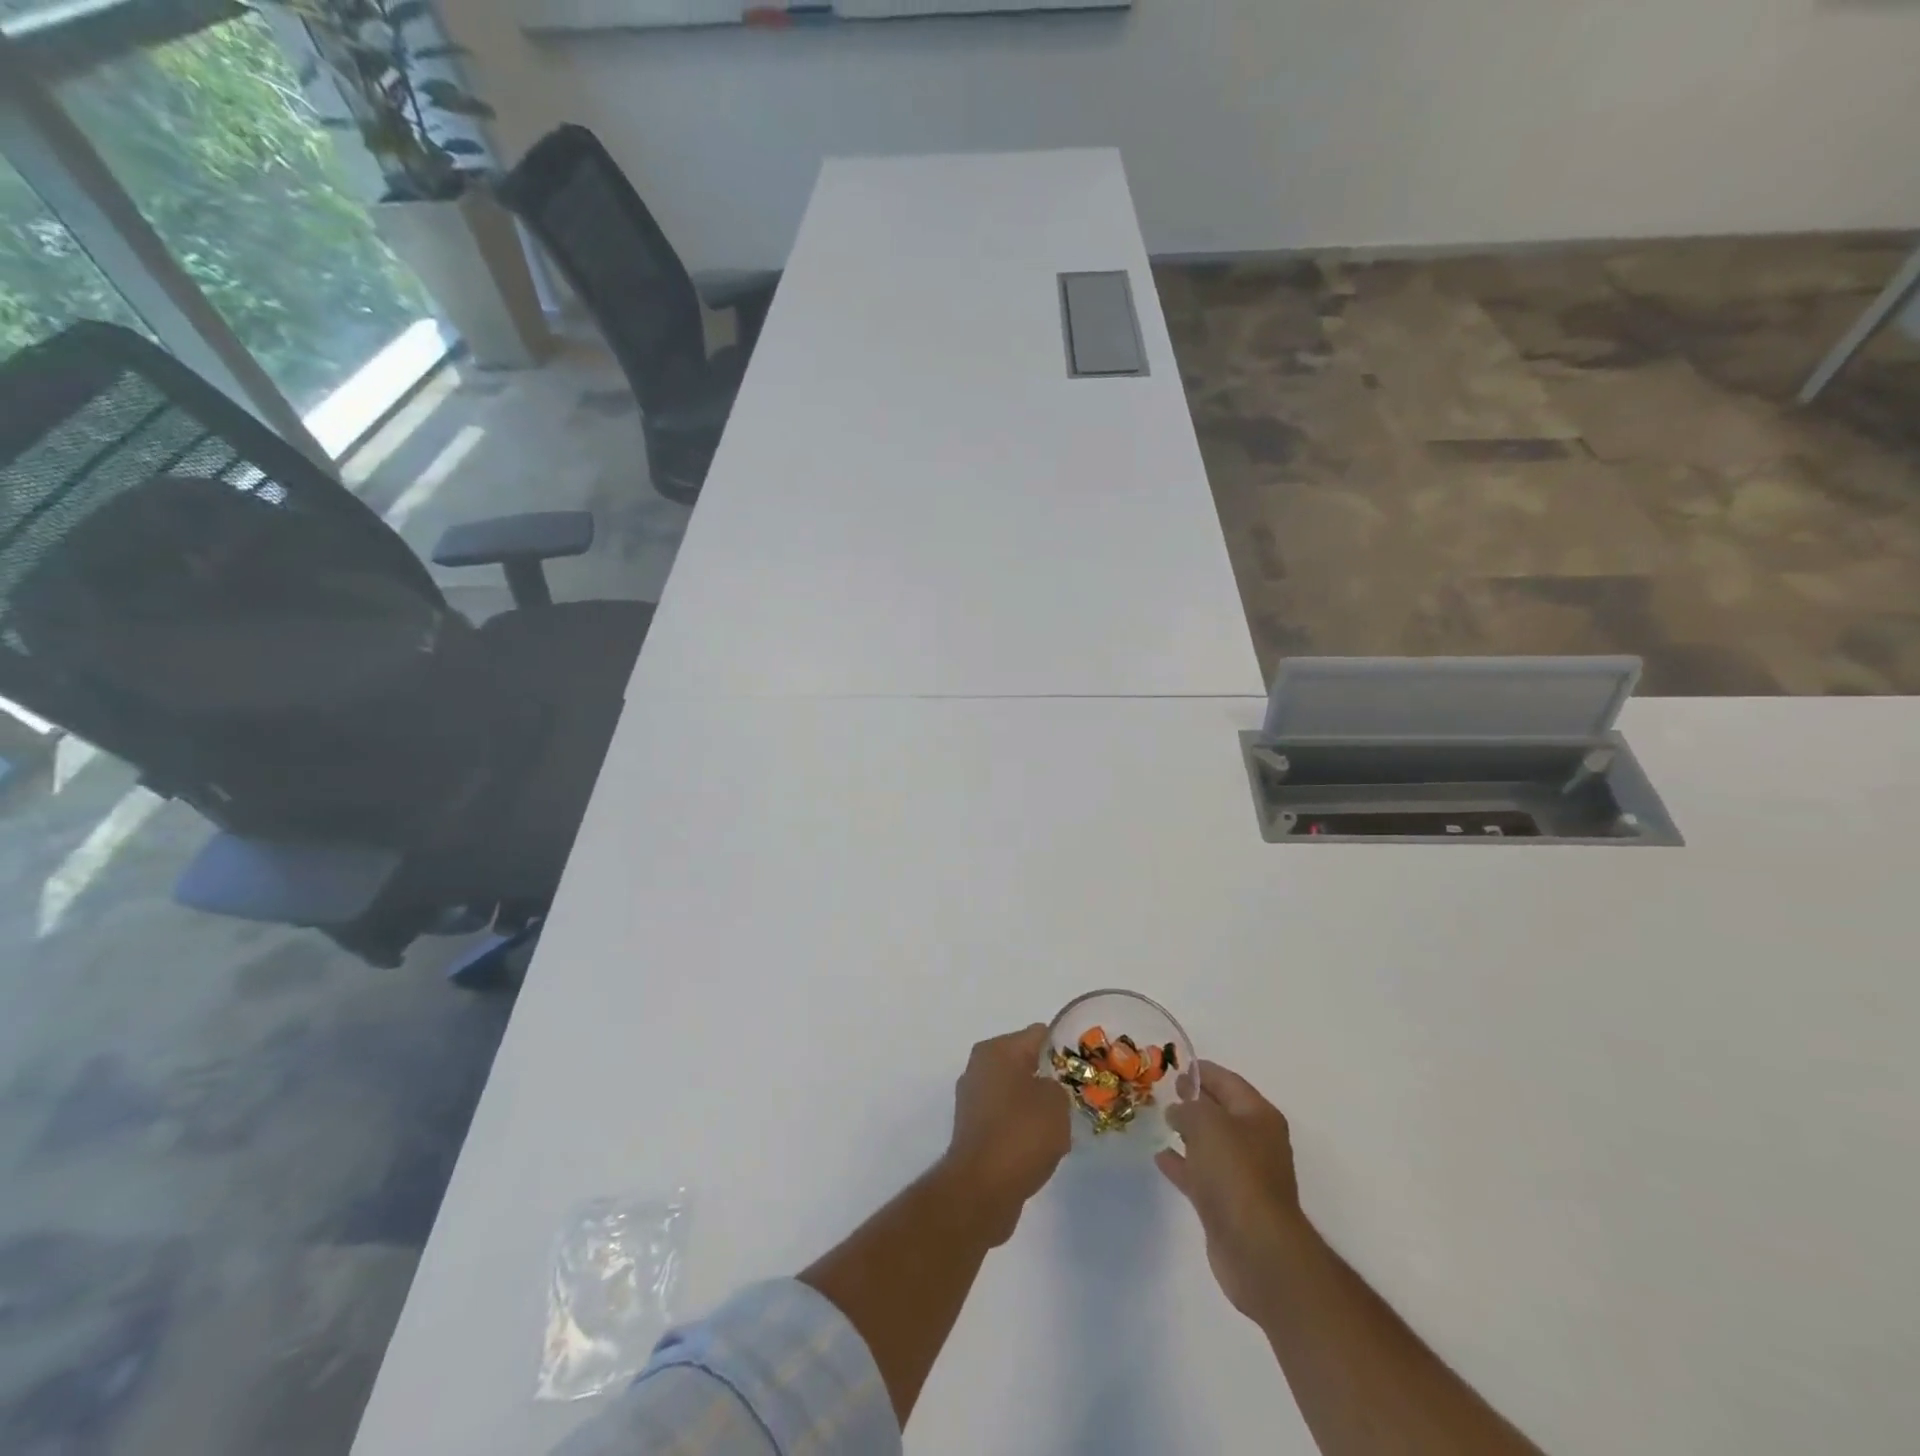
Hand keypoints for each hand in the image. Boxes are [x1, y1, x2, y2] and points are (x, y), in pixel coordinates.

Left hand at [937, 1024, 1071, 1245]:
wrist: (982, 1188)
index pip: (1038, 1035)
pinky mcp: (972, 1130)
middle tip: (1074, 1099)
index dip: (1064, 1049)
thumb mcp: (1056, 1101)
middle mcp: (978, 1068)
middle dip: (1049, 1080)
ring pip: (1016, 1094)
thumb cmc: (1021, 1133)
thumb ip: (1057, 1085)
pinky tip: (1040, 1150)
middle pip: (1024, 1064)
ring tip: (1061, 1129)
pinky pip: (1006, 1119)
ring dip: (1036, 1107)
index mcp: (996, 1050)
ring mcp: (972, 1100)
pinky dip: (1022, 1129)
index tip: (1083, 1069)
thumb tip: (1046, 1091)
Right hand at [1155, 1060, 1316, 1324]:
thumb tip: (1178, 1111)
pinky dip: (1183, 1164)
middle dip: (1195, 1101)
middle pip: (1221, 1112)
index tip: (1175, 1066)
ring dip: (1188, 1133)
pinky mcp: (1228, 1205)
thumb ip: (1188, 1108)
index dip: (1202, 1071)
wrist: (1257, 1249)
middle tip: (1166, 1090)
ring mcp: (1243, 1176)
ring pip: (1211, 1144)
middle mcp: (1255, 1142)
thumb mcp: (1207, 1123)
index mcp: (1258, 1116)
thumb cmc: (1235, 1173)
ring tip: (1160, 1120)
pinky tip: (1160, 1157)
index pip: (1228, 1081)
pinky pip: (1202, 1174)